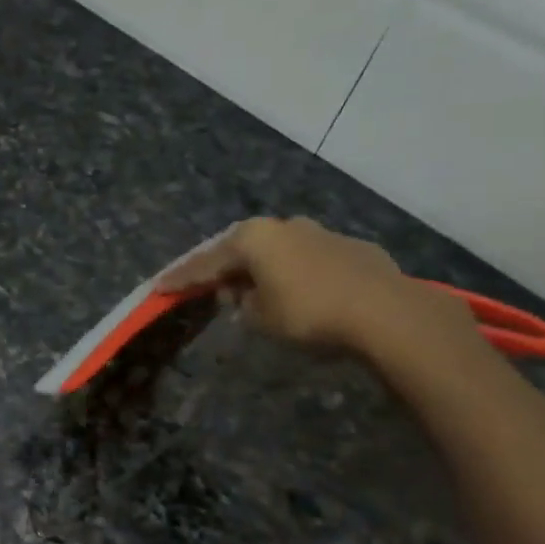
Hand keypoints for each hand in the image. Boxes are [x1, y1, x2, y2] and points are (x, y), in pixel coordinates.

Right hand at [156, 216, 475, 357]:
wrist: (385, 313)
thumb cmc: (308, 313)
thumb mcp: (260, 317)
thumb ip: (243, 304)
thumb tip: (245, 295)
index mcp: (253, 238)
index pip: (205, 262)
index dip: (181, 279)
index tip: (159, 288)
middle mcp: (284, 226)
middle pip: (242, 249)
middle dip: (224, 269)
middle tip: (207, 286)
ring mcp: (321, 233)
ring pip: (278, 251)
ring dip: (263, 270)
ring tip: (256, 292)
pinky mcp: (352, 248)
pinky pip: (310, 260)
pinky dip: (297, 274)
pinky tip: (301, 294)